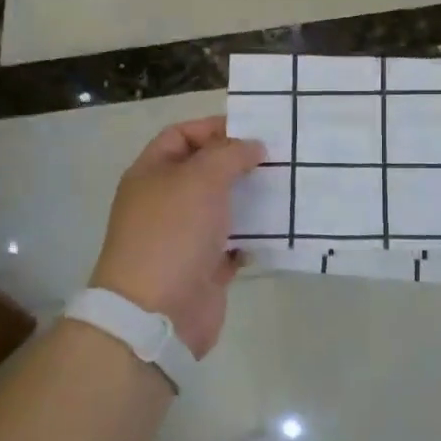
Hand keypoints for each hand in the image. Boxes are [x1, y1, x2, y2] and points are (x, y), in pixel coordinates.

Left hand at [90, 117, 265, 358]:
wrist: (157, 312)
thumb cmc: (173, 233)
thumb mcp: (200, 179)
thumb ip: (229, 155)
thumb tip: (253, 147)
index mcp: (151, 173)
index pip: (181, 136)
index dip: (214, 128)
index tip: (254, 130)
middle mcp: (165, 202)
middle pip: (205, 171)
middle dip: (240, 163)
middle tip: (281, 157)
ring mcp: (184, 236)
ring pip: (223, 208)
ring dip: (252, 199)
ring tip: (289, 187)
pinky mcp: (204, 267)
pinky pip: (233, 243)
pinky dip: (254, 236)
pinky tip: (281, 227)